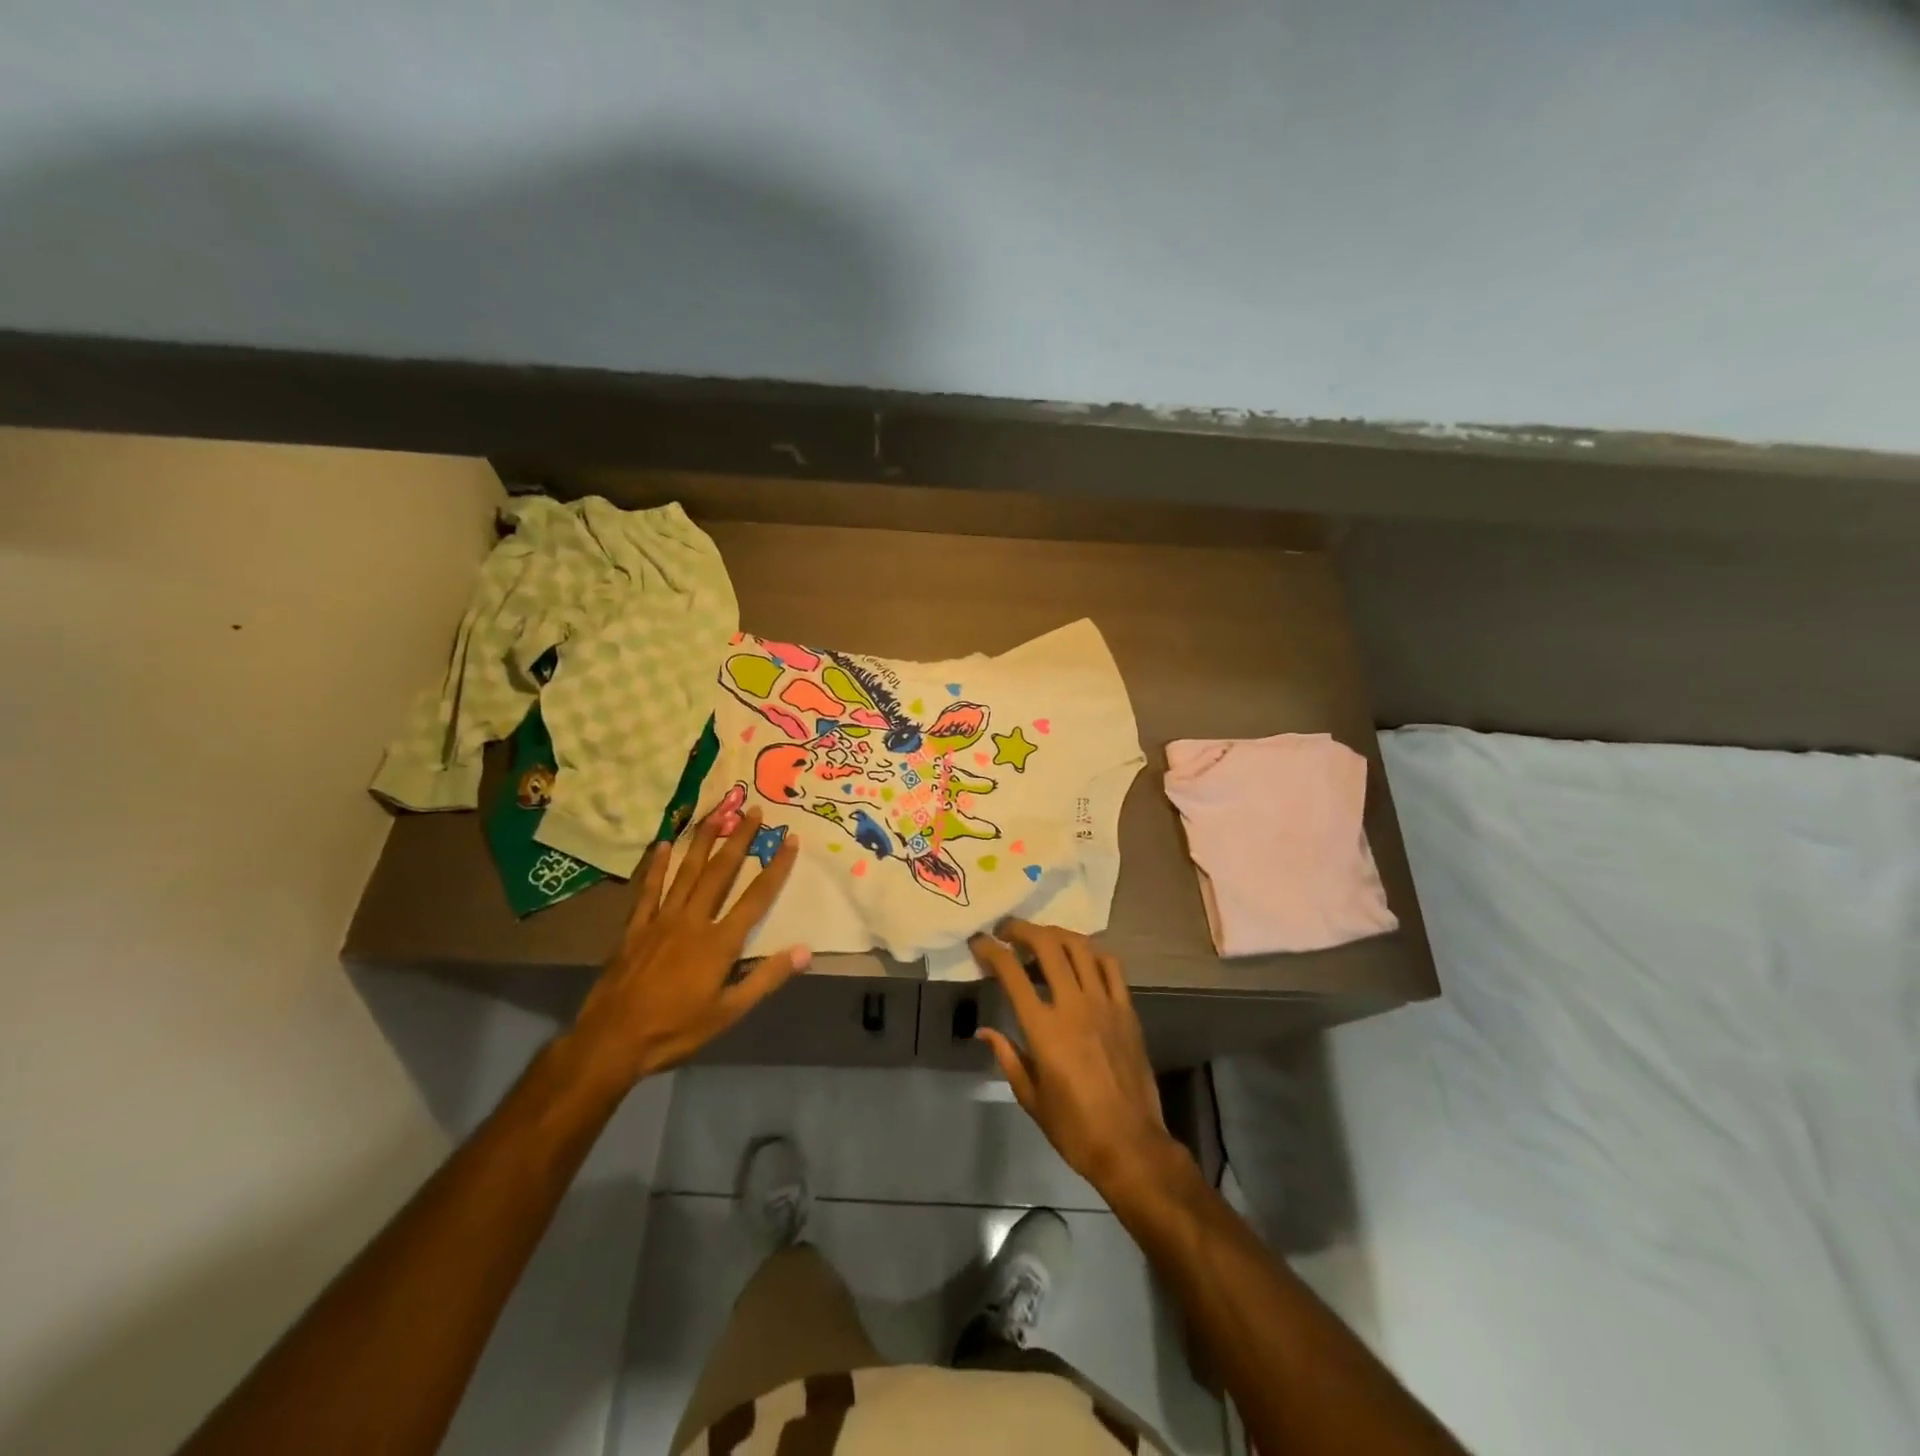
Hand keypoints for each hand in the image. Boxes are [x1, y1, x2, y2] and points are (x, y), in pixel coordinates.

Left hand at [564, 807, 807, 1088]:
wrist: (612, 1041)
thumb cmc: (676, 1029)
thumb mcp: (729, 1012)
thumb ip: (766, 978)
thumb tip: (805, 951)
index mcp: (720, 942)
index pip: (756, 897)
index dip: (776, 867)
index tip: (790, 839)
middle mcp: (693, 921)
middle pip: (721, 872)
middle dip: (739, 840)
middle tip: (753, 811)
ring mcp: (661, 920)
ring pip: (687, 872)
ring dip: (703, 841)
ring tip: (716, 813)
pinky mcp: (635, 927)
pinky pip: (649, 889)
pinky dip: (656, 867)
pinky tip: (662, 845)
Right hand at [970, 920, 1183, 1193]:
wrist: (1130, 1145)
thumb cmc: (1074, 1127)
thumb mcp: (1030, 1096)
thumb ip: (1007, 1056)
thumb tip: (984, 1031)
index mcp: (1044, 1028)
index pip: (1011, 972)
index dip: (991, 950)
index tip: (979, 942)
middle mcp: (1073, 1005)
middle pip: (1047, 945)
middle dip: (1022, 930)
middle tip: (1007, 930)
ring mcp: (1104, 1003)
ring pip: (1080, 947)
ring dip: (1055, 933)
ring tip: (1040, 937)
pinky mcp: (1127, 1009)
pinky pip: (1111, 966)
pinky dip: (1092, 952)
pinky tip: (1080, 957)